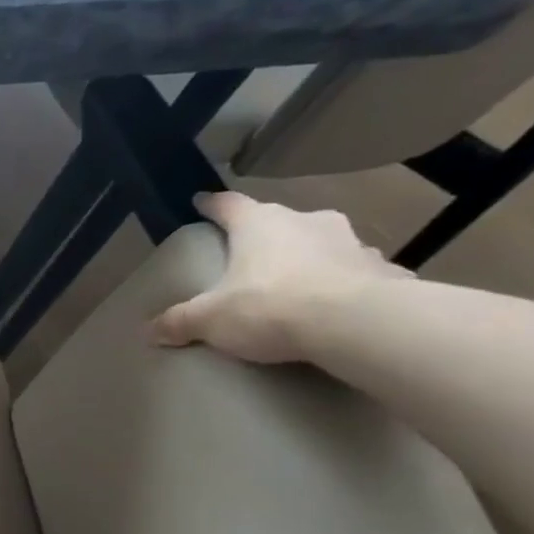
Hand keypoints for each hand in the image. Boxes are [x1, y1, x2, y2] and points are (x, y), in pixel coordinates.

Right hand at [152, 192, 408, 363]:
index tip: (201, 202)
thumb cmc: (270, 306)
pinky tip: (341, 305)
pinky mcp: (385, 271)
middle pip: (280, 221)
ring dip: (310, 257)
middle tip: (251, 256)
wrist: (358, 324)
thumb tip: (148, 330)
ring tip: (298, 283)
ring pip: (324, 244)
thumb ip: (179, 321)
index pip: (229, 204)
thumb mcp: (210, 319)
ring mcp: (353, 243)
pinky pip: (359, 274)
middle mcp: (307, 222)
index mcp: (260, 224)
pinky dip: (346, 284)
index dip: (212, 205)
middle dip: (266, 235)